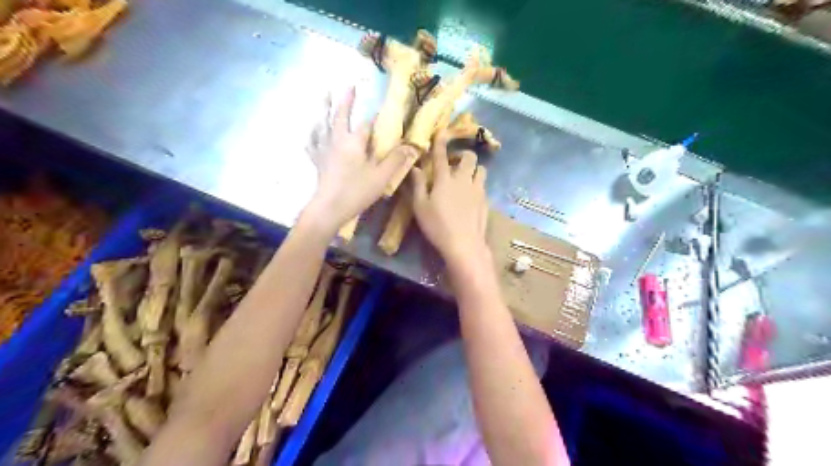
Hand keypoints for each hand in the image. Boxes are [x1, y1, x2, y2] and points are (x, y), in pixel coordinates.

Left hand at [306, 87, 407, 231]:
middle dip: (346, 101)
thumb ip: (395, 160)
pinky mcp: (317, 160)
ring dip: (324, 108)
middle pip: (340, 116)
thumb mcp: (381, 177)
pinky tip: (312, 131)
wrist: (329, 208)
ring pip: (323, 124)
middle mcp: (337, 140)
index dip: (376, 118)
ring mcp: (324, 149)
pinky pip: (313, 142)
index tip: (383, 111)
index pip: (367, 125)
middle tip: (349, 86)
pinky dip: (313, 134)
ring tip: (324, 95)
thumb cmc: (356, 191)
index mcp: (354, 142)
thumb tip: (411, 146)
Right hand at [412, 131, 487, 265]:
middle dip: (464, 155)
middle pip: (469, 157)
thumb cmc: (437, 226)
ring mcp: (478, 190)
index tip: (442, 131)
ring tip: (467, 178)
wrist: (464, 244)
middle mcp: (464, 180)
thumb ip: (417, 185)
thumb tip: (415, 168)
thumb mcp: (420, 207)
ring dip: (475, 170)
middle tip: (456, 163)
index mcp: (445, 180)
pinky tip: (472, 197)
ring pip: (482, 170)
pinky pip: (484, 186)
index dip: (440, 142)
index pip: (441, 156)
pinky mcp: (486, 202)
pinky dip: (478, 185)